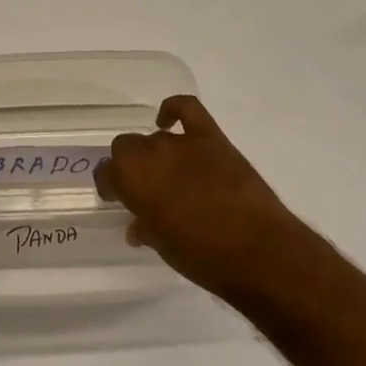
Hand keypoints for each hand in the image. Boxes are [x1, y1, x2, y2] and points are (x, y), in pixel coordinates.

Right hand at [96, 95, 309, 301]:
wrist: (258, 251)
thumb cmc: (202, 257)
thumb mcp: (163, 247)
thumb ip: (145, 228)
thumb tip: (138, 226)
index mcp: (131, 180)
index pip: (106, 173)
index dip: (110, 187)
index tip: (118, 200)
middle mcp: (150, 153)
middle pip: (125, 147)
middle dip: (129, 166)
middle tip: (142, 189)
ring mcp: (182, 143)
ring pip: (155, 138)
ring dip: (155, 154)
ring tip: (167, 175)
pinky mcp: (212, 137)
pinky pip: (187, 108)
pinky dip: (174, 110)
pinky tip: (168, 121)